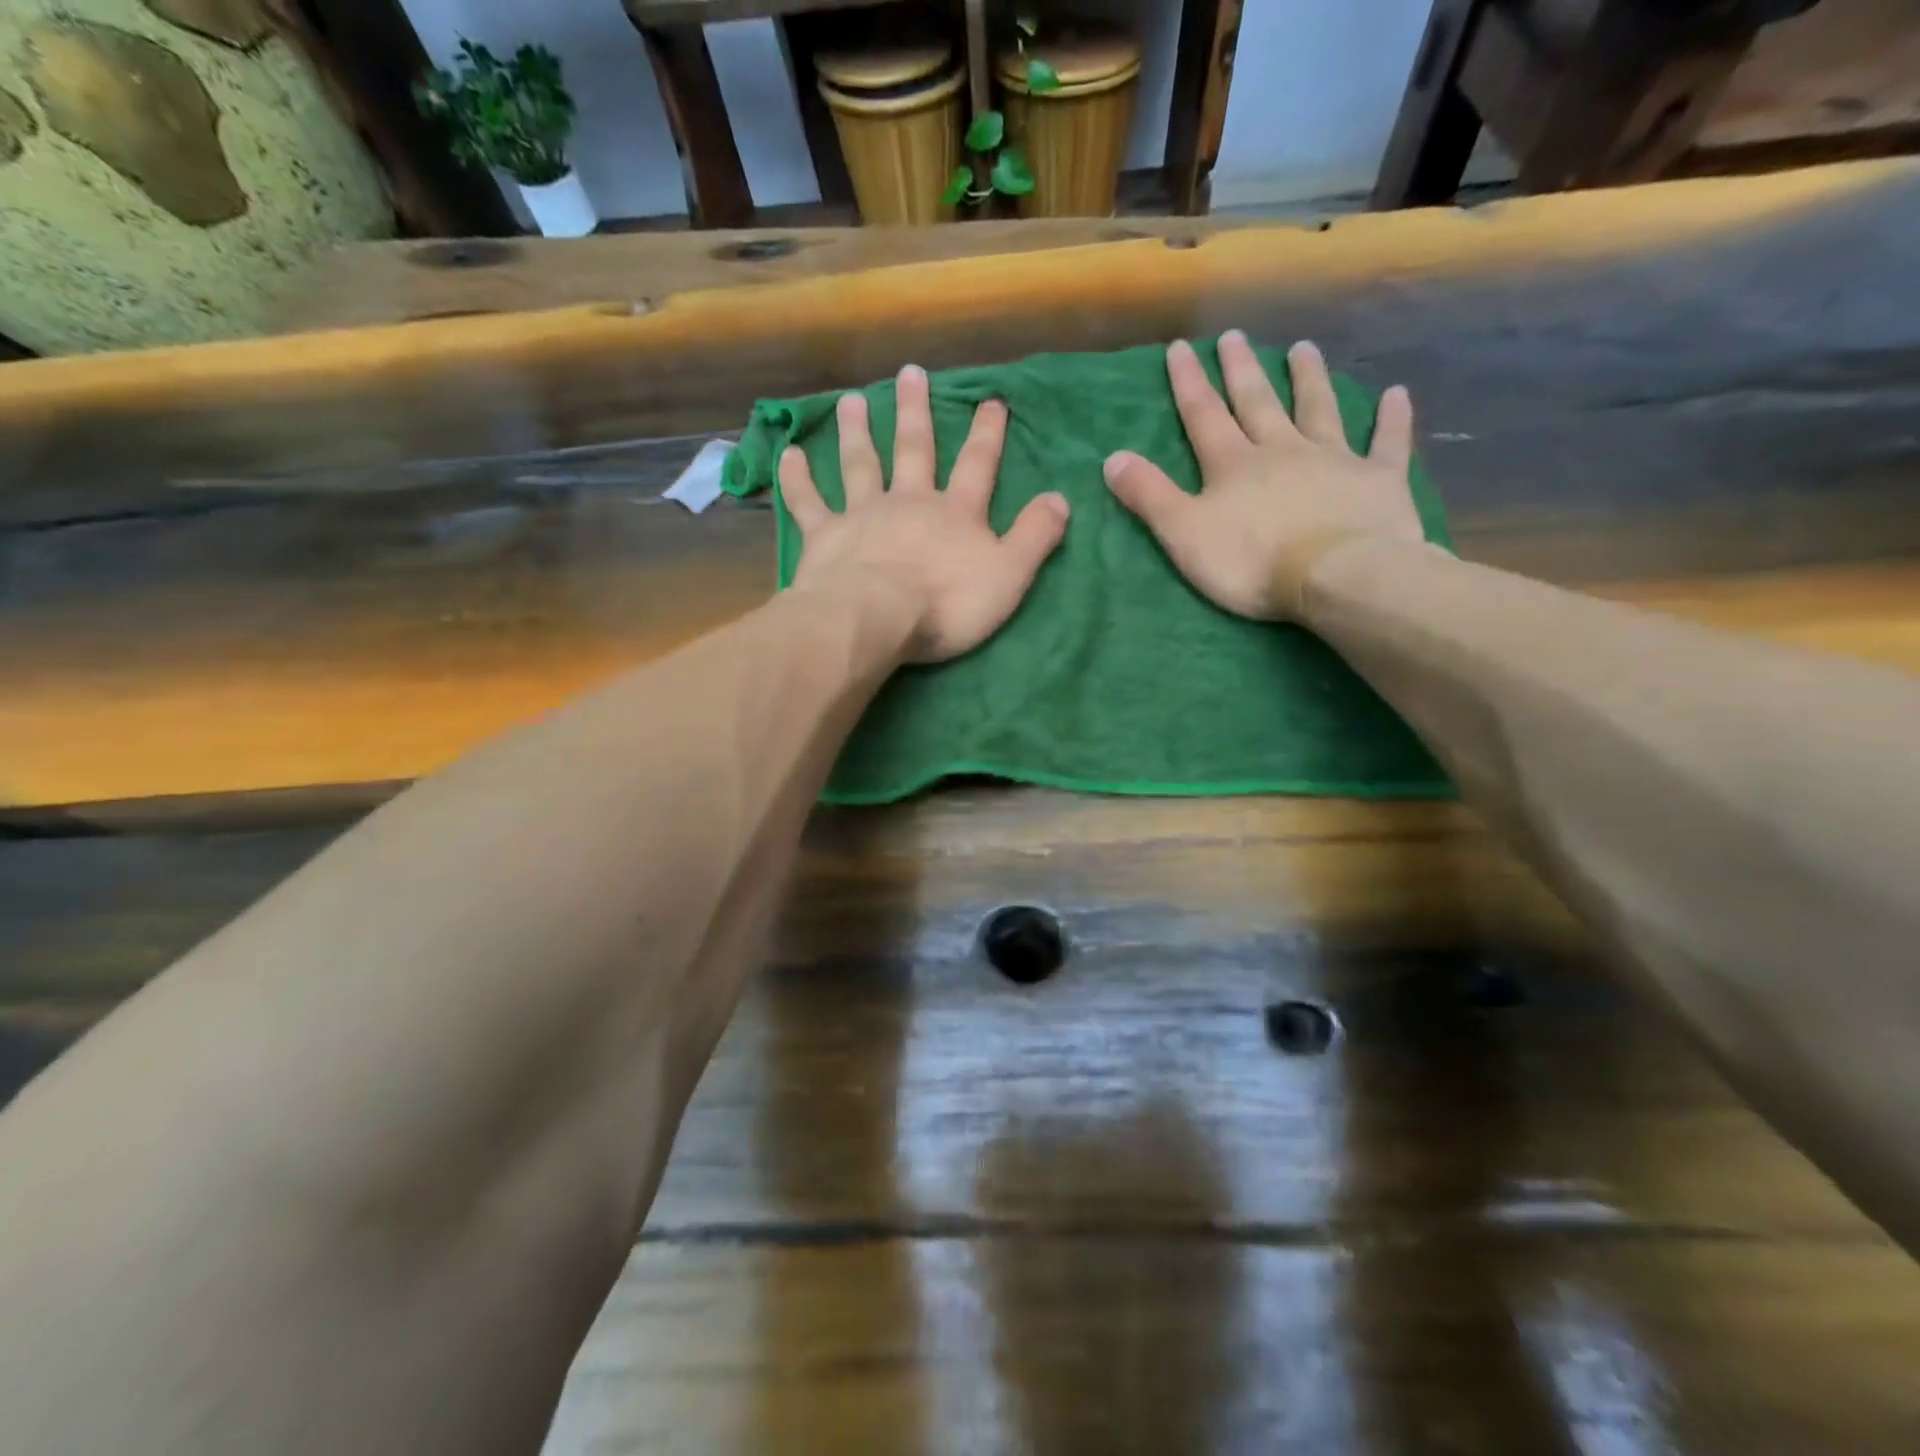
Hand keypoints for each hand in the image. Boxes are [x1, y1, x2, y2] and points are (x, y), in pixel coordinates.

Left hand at [780, 364, 1069, 663]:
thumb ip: (1035, 537)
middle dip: (916, 412)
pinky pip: (808, 502)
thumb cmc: (947, 603)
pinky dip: (797, 479)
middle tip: (909, 372)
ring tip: (852, 400)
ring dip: (857, 431)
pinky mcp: (825, 536)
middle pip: (914, 449)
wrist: (877, 617)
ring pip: (860, 463)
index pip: (977, 465)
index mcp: (955, 513)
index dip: (987, 434)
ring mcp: (863, 514)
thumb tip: (1061, 498)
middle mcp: (909, 501)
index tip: (991, 400)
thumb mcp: (1009, 575)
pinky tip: (788, 454)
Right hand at [1102, 332, 1423, 621]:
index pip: (1204, 415)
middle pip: (1258, 402)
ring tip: (1304, 348)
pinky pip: (1387, 442)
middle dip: (1243, 370)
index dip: (1188, 383)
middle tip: (1235, 336)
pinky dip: (1392, 419)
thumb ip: (1149, 496)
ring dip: (1310, 379)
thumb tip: (1112, 458)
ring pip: (1319, 410)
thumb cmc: (1252, 562)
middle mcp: (1282, 449)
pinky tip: (1397, 394)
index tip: (1180, 348)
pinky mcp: (1378, 480)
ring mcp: (1334, 460)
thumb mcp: (1184, 534)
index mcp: (1234, 464)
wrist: (1337, 576)